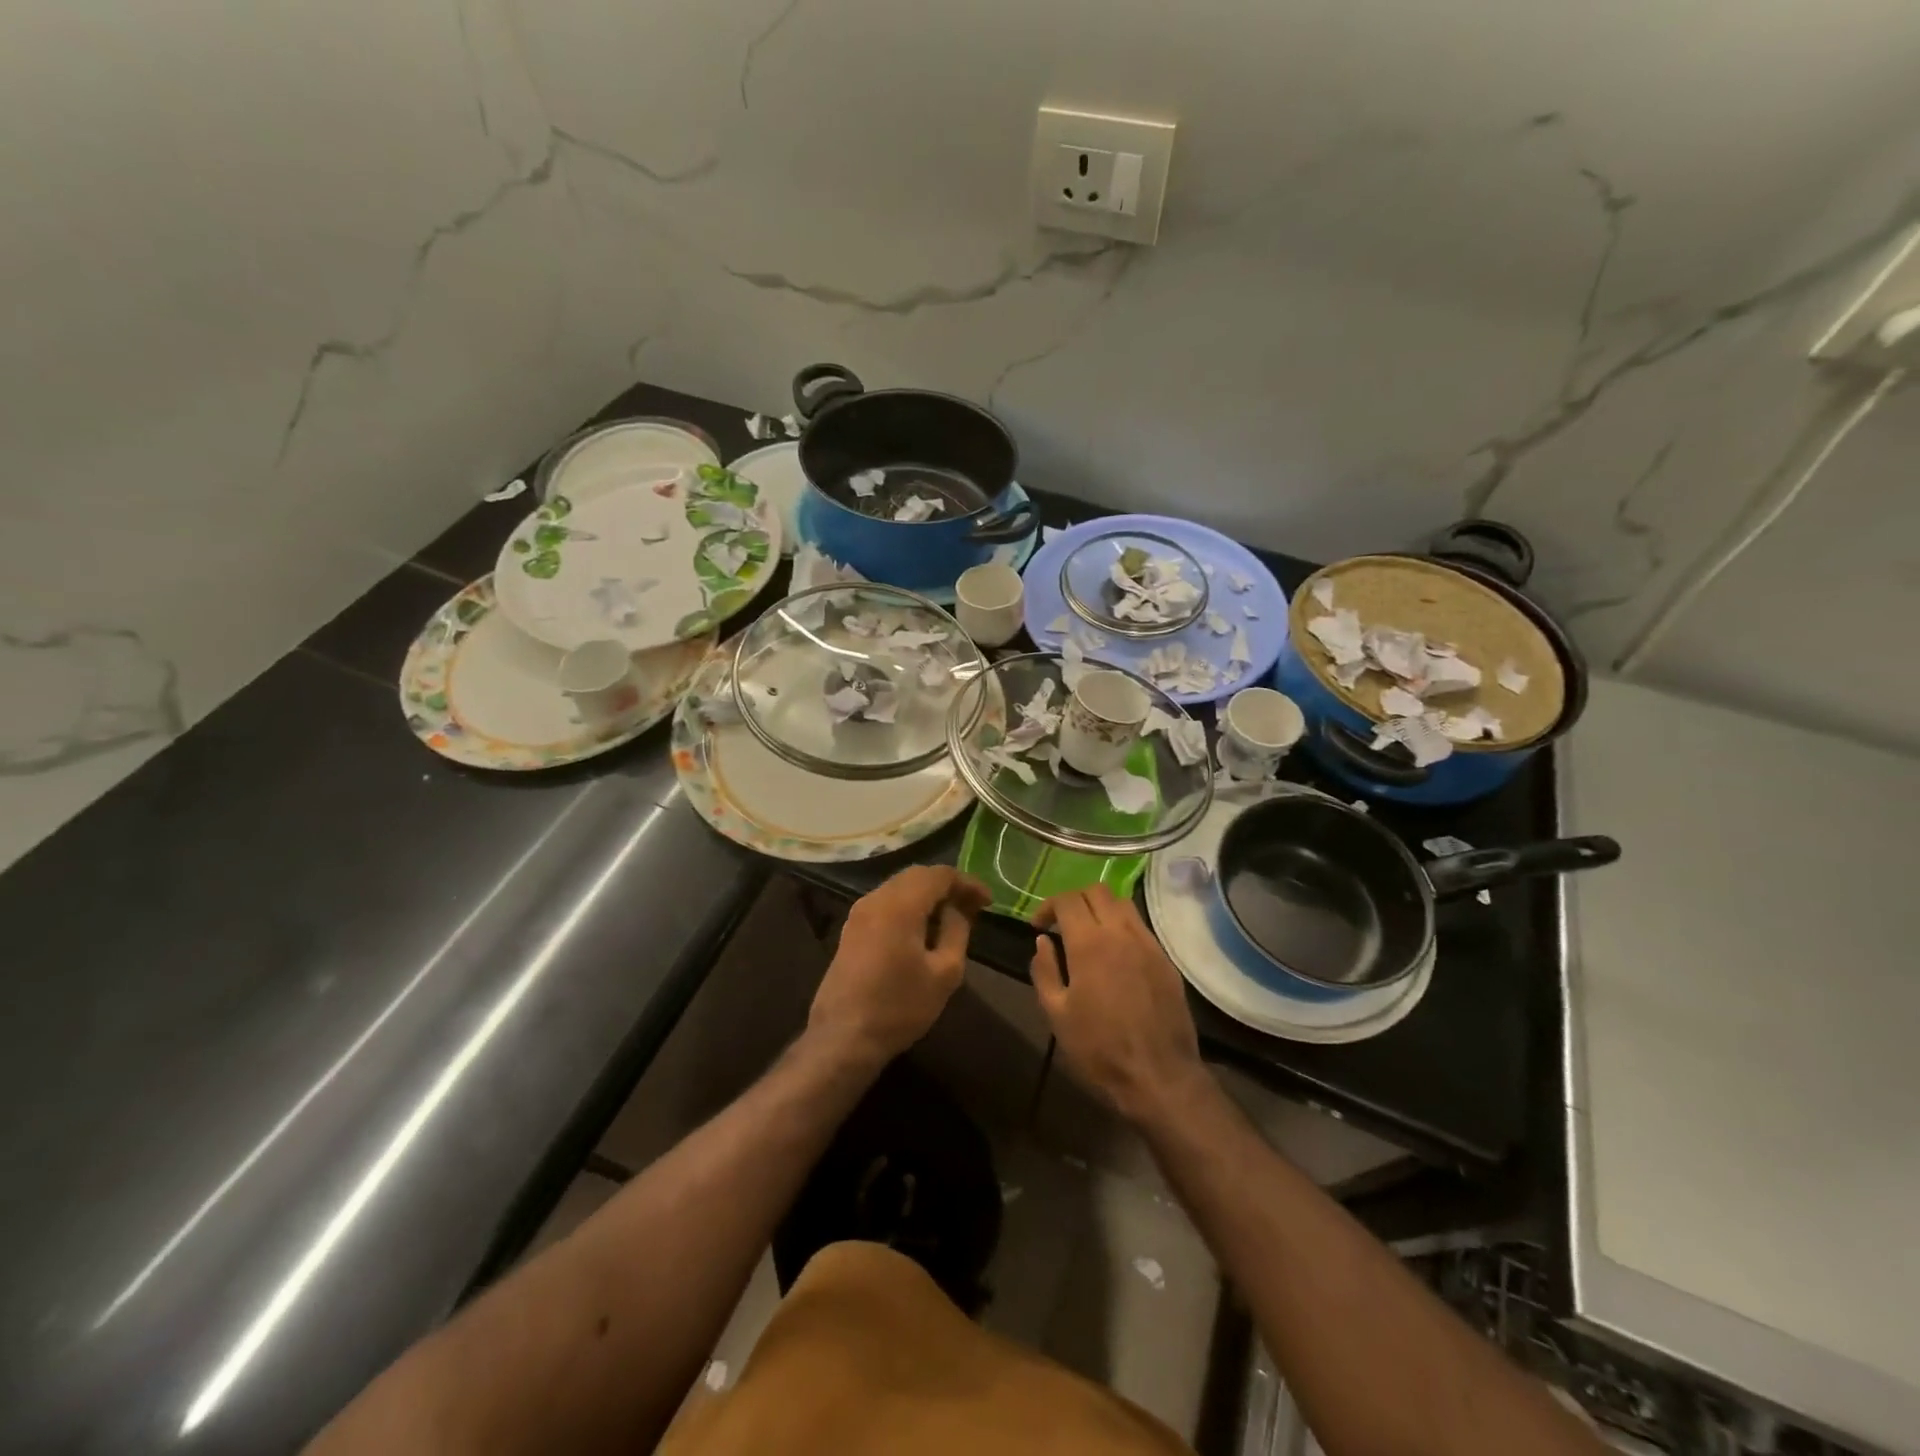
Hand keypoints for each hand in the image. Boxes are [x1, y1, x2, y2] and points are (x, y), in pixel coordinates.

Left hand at [809, 866, 989, 1066]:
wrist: (843, 1038)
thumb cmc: (899, 1007)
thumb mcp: (944, 973)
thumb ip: (957, 931)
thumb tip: (957, 909)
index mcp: (900, 905)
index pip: (939, 875)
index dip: (967, 883)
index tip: (988, 901)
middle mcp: (876, 899)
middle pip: (917, 875)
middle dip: (947, 885)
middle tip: (972, 905)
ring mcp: (859, 913)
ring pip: (900, 887)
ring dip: (927, 895)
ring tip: (952, 916)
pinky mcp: (851, 929)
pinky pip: (886, 902)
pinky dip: (909, 905)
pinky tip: (923, 928)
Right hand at [1030, 884, 1206, 1123]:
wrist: (1159, 1076)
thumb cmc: (1099, 1048)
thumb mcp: (1057, 1013)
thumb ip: (1045, 971)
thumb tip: (1043, 942)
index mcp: (1089, 943)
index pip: (1067, 900)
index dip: (1048, 906)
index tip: (1038, 927)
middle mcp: (1121, 932)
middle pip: (1097, 891)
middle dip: (1074, 900)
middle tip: (1062, 924)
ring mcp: (1148, 944)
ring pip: (1123, 904)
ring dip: (1101, 908)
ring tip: (1088, 934)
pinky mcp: (1166, 960)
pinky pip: (1141, 927)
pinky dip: (1122, 927)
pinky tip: (1115, 954)